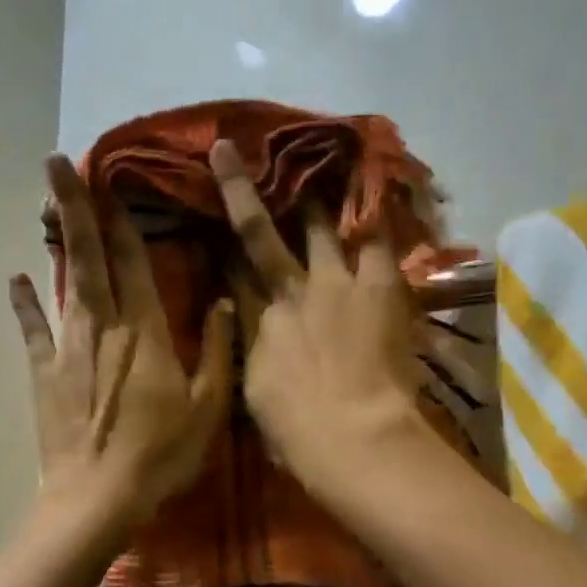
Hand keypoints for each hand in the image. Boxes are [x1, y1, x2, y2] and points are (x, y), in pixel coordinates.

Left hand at [11, 155, 232, 525]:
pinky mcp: (45, 372)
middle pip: (89, 255)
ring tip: (44, 197)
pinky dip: (25, 303)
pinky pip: (33, 330)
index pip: (134, 262)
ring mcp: (68, 347)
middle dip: (75, 205)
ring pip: (63, 280)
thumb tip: (226, 301)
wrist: (98, 497)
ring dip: (55, 237)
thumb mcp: (208, 407)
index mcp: (146, 330)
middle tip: (57, 160)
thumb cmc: (160, 454)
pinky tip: (16, 277)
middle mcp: (104, 325)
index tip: (113, 180)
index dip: (124, 220)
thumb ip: (218, 350)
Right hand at [210, 139, 423, 483]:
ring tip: (315, 165)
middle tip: (228, 151)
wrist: (350, 435)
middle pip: (258, 233)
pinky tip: (376, 186)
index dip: (220, 243)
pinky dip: (374, 216)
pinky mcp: (376, 285)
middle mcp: (287, 292)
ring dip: (312, 199)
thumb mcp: (258, 399)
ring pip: (316, 228)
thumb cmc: (297, 436)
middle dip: (240, 189)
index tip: (210, 218)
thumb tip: (256, 344)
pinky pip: (375, 240)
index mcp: (256, 326)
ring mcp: (331, 283)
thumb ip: (255, 362)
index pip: (233, 273)